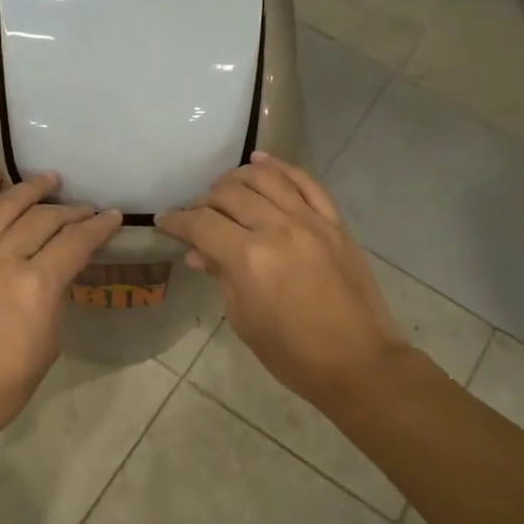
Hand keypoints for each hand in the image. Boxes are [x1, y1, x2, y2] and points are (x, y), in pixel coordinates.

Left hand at [0, 169, 121, 445]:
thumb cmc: (3, 386)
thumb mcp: (48, 344)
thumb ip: (54, 299)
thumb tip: (55, 274)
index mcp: (37, 285)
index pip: (76, 242)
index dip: (99, 227)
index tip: (112, 216)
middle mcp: (2, 259)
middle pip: (44, 219)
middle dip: (71, 210)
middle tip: (85, 207)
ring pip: (2, 207)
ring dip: (29, 189)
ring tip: (48, 179)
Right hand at [158, 152, 408, 405]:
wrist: (358, 362)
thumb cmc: (292, 354)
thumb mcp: (244, 320)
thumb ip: (221, 277)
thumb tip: (199, 253)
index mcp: (248, 258)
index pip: (201, 224)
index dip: (177, 221)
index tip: (165, 221)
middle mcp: (277, 228)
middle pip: (230, 194)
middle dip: (205, 200)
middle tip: (196, 214)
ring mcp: (310, 221)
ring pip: (266, 178)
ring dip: (238, 177)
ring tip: (225, 187)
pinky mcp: (335, 223)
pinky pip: (306, 182)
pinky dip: (281, 167)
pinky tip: (262, 161)